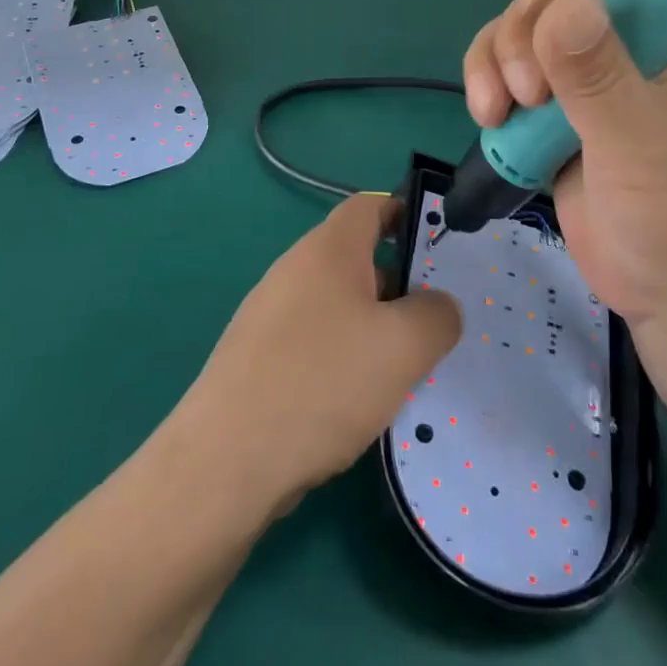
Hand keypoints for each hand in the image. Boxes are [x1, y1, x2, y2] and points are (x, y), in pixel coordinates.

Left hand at [180, 195, 461, 514]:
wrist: (226, 460)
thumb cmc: (323, 383)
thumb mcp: (404, 346)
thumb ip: (437, 315)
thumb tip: (438, 306)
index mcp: (327, 250)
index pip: (370, 205)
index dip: (407, 212)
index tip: (439, 246)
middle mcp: (294, 270)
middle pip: (356, 257)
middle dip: (399, 283)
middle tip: (432, 322)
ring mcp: (270, 314)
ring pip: (337, 304)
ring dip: (373, 327)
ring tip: (404, 368)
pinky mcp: (258, 357)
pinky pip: (314, 341)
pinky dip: (343, 358)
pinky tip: (359, 401)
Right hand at [463, 0, 666, 330]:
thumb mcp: (641, 145)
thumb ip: (598, 77)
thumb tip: (563, 3)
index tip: (535, 8)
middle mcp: (626, 43)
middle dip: (521, 32)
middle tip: (526, 91)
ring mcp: (586, 79)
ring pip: (518, 33)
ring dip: (494, 61)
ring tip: (498, 113)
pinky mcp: (554, 112)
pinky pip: (505, 73)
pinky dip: (487, 85)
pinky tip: (488, 119)